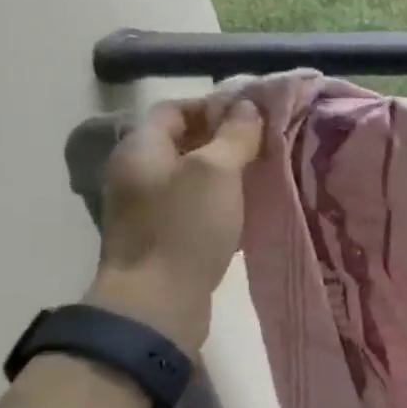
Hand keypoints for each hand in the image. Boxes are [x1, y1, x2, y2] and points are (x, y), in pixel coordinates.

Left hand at [85, 97, 262, 350]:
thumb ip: (234, 136)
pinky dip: (223, 201)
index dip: (214, 105)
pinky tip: (250, 210)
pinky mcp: (163, 237)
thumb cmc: (185, 228)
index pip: (175, 109)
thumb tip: (247, 108)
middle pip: (183, 141)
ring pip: (193, 176)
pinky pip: (195, 206)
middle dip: (225, 138)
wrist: (157, 302)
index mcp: (142, 148)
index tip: (255, 115)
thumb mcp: (216, 172)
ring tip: (266, 174)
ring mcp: (148, 207)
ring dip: (227, 172)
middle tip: (268, 144)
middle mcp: (138, 172)